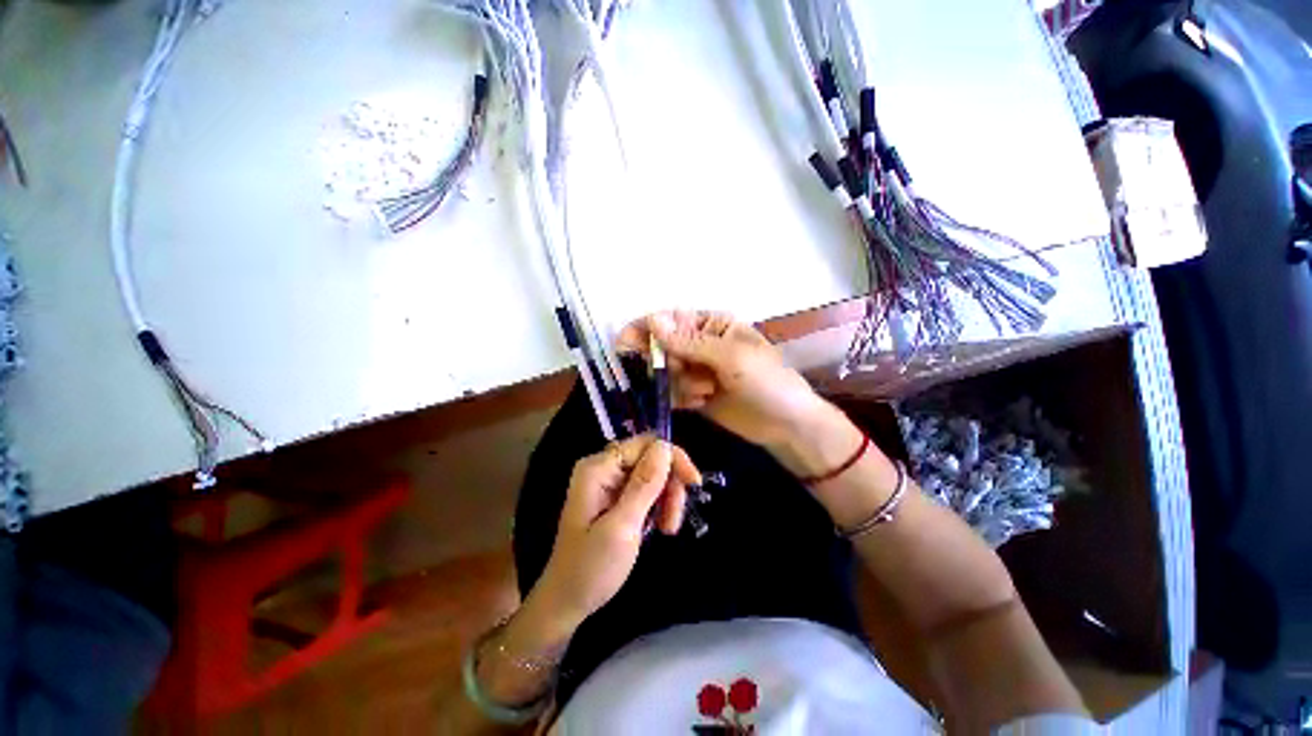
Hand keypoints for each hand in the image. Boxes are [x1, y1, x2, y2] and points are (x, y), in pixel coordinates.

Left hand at [532, 434, 701, 630]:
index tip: (693, 484)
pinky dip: (659, 505)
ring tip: (667, 529)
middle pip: (651, 457)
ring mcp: (610, 483)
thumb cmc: (590, 568)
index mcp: (599, 468)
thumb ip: (644, 485)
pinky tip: (660, 526)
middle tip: (674, 519)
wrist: (567, 603)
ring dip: (667, 498)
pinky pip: (647, 489)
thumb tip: (665, 447)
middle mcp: (604, 468)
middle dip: (670, 484)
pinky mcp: (617, 498)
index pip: (645, 444)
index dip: (672, 458)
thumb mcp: (621, 527)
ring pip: (654, 474)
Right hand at [617, 311, 830, 450]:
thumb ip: (688, 342)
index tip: (623, 344)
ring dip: (681, 385)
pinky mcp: (695, 393)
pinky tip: (702, 403)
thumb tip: (651, 319)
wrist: (785, 425)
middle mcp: (700, 345)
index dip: (644, 329)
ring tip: (707, 392)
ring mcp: (697, 370)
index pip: (670, 320)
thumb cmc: (765, 381)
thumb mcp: (729, 357)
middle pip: (663, 348)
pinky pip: (672, 393)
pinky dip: (682, 399)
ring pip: (666, 373)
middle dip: (671, 365)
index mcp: (712, 325)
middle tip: (689, 375)